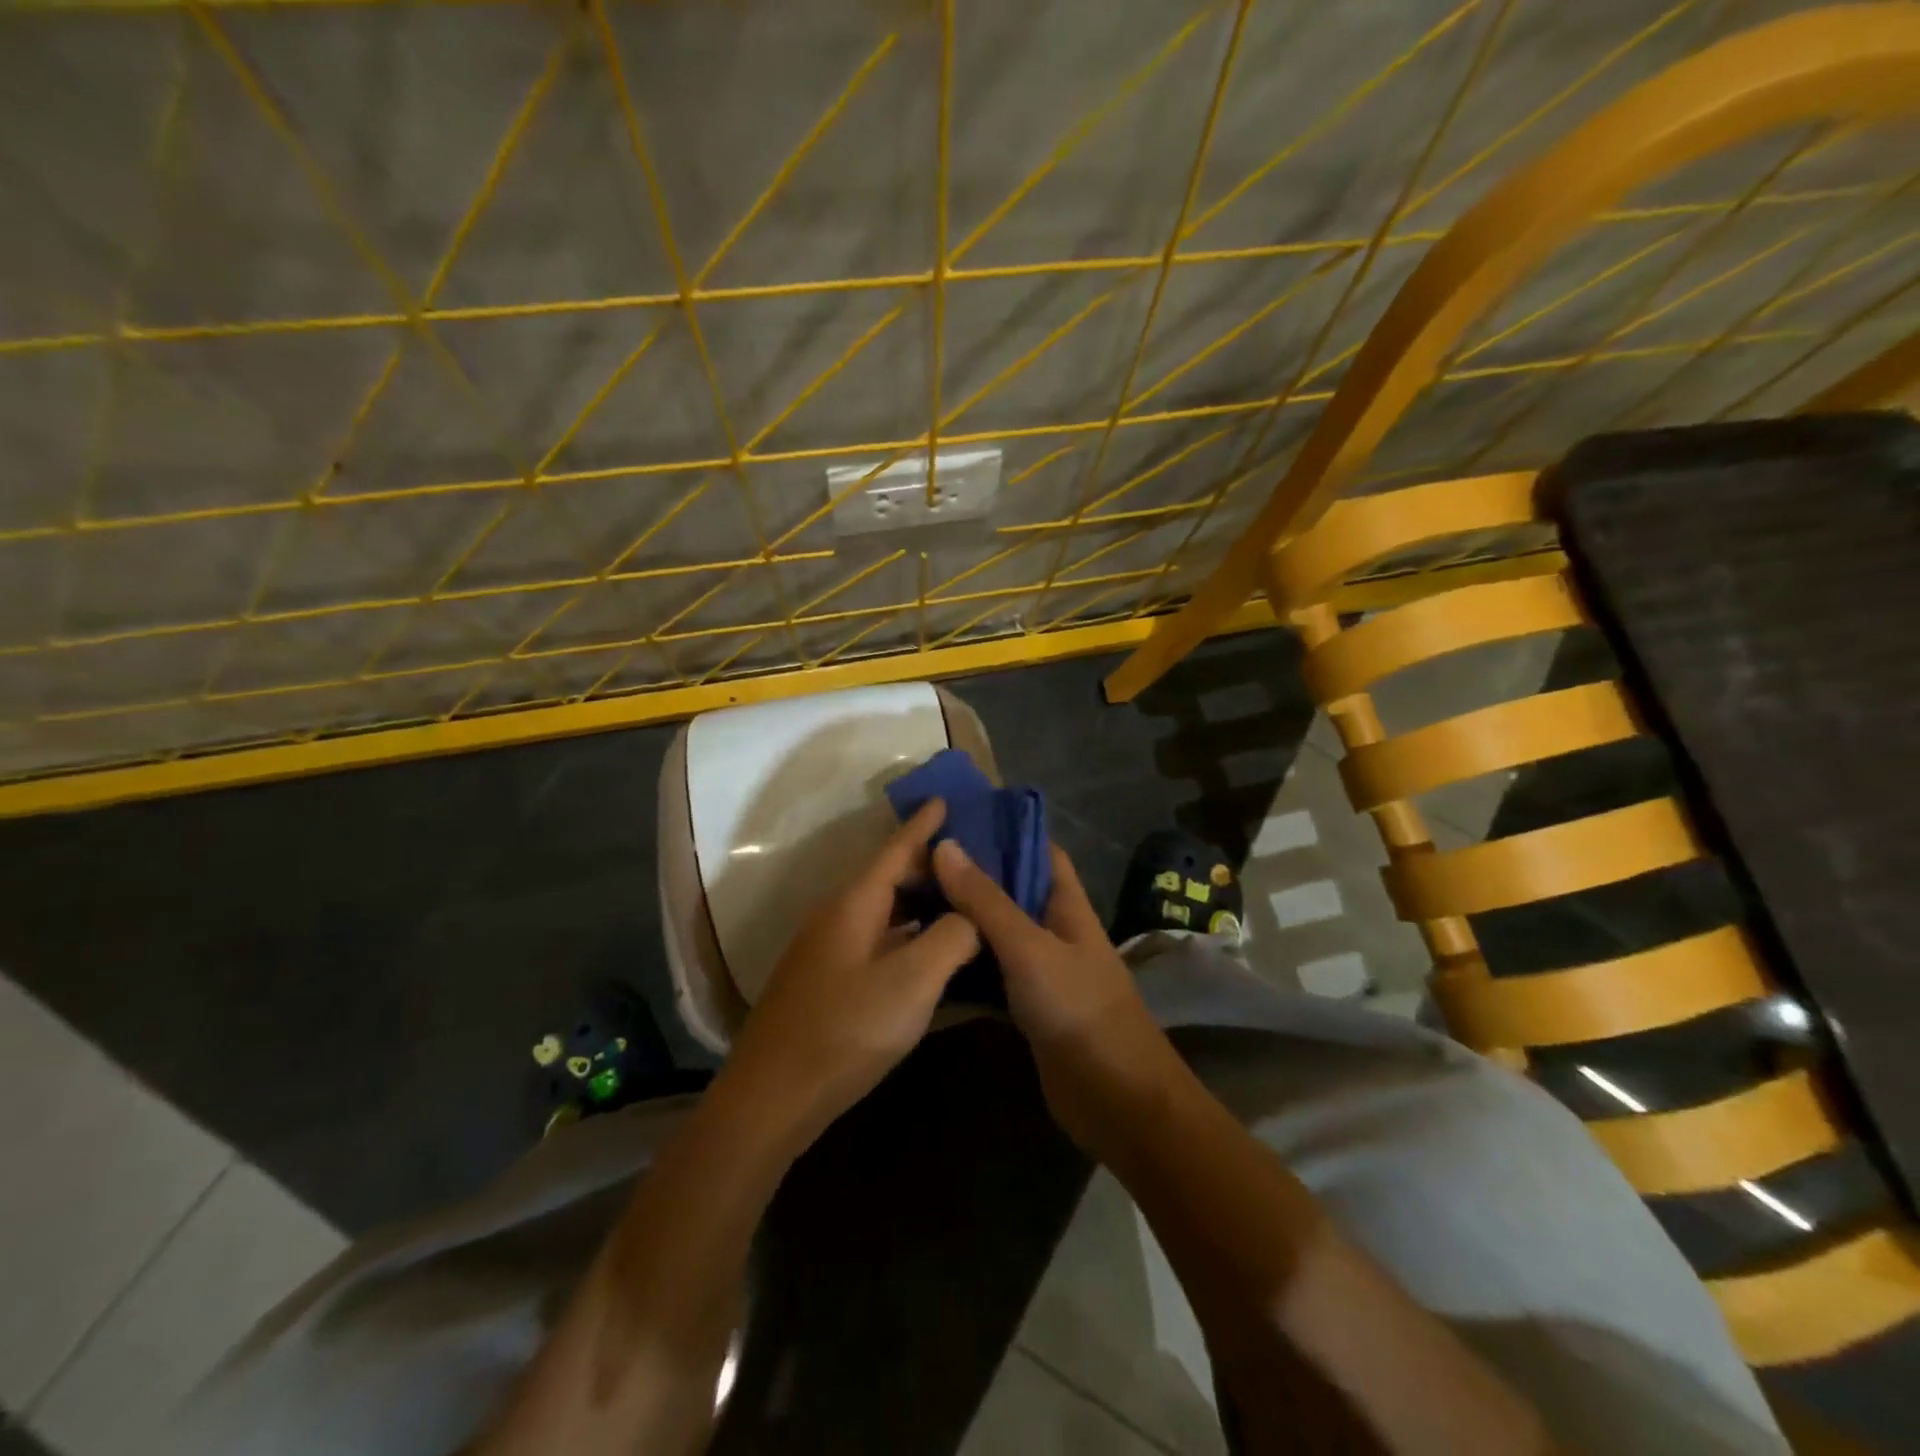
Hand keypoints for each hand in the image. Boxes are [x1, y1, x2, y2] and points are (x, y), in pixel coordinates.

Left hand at [722, 799, 979, 1145]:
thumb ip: (951, 939)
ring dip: (919, 902)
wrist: (771, 1097)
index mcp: (854, 904)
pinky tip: (929, 950)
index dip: (923, 824)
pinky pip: (875, 937)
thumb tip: (971, 915)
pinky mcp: (826, 980)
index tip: (945, 797)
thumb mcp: (911, 983)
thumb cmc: (845, 1031)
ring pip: (882, 910)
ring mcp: (827, 949)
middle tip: (975, 862)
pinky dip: (906, 933)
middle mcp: (837, 916)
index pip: (895, 849)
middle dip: (929, 865)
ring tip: (961, 901)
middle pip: (888, 877)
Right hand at [931, 839, 1180, 1152]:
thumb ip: (986, 900)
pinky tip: (930, 951)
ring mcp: (1042, 967)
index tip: (957, 817)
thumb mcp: (1029, 948)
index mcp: (1067, 903)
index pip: (1039, 849)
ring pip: (1000, 929)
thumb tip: (944, 845)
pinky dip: (967, 959)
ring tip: (914, 896)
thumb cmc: (1079, 1010)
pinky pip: (994, 969)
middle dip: (974, 872)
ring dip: (966, 915)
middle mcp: (1055, 928)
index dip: (1005, 829)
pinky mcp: (1029, 1004)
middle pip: (1013, 888)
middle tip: (919, 858)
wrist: (1116, 1099)